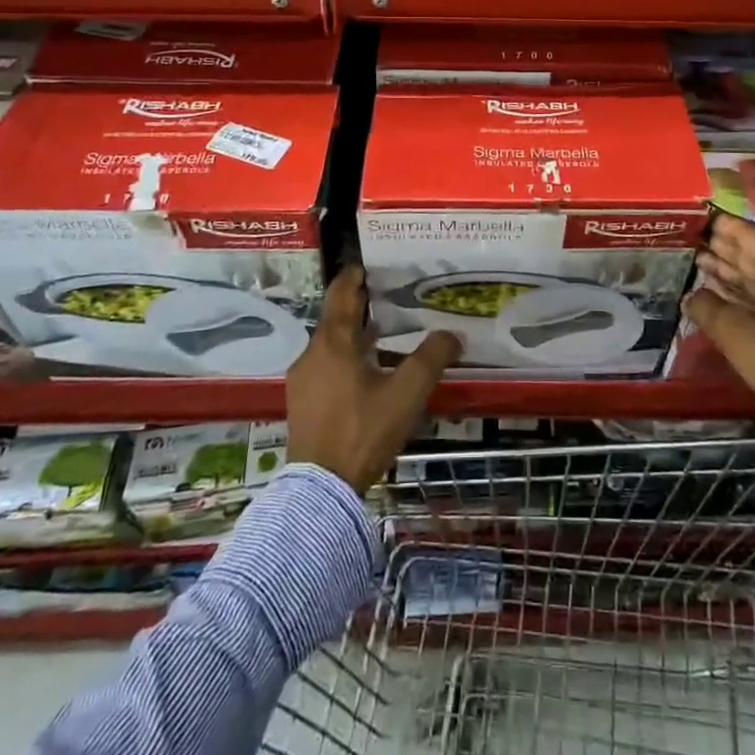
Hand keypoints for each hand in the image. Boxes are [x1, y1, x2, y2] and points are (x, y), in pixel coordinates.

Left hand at [286, 265, 461, 493]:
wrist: (320, 490)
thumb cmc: (363, 430)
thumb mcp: (406, 393)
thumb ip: (431, 359)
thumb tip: (452, 334)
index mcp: (334, 342)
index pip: (341, 294)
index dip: (354, 276)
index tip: (368, 264)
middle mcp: (312, 354)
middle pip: (336, 319)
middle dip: (360, 306)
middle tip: (388, 299)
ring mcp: (303, 380)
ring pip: (330, 345)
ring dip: (354, 336)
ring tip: (383, 336)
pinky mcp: (302, 404)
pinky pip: (325, 367)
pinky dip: (345, 359)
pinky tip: (366, 374)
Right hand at [685, 211, 754, 430]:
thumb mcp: (739, 334)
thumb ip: (709, 308)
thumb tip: (691, 296)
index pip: (748, 234)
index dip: (721, 224)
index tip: (696, 215)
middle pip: (754, 255)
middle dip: (723, 247)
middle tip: (691, 237)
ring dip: (730, 272)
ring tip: (698, 261)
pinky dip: (741, 296)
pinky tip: (719, 296)